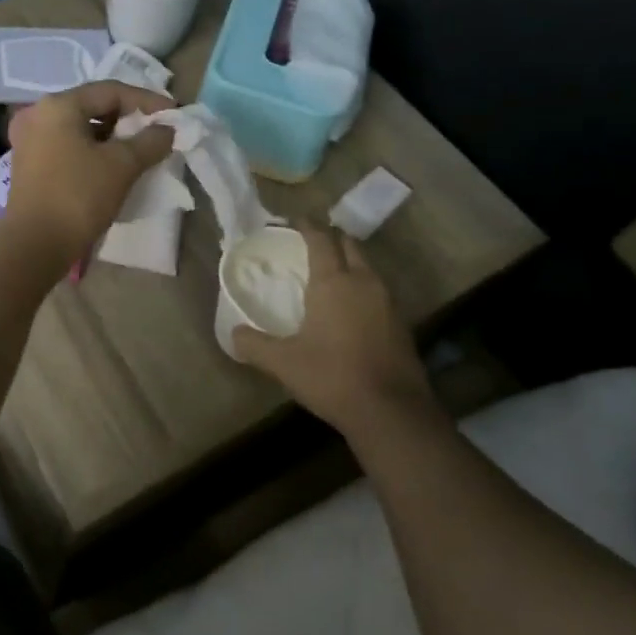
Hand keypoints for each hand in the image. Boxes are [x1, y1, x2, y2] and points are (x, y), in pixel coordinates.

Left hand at [2, 82, 176, 260]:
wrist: (34, 245)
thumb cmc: (78, 196)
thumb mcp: (122, 166)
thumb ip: (149, 141)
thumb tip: (166, 130)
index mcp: (58, 105)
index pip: (110, 91)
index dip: (146, 100)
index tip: (173, 114)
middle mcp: (38, 114)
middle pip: (93, 106)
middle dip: (128, 118)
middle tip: (157, 131)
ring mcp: (29, 140)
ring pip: (80, 128)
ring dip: (111, 136)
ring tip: (140, 149)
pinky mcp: (29, 164)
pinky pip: (68, 145)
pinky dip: (92, 150)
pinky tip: (113, 165)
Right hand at [233, 223, 434, 437]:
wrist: (392, 413)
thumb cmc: (332, 377)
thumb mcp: (283, 363)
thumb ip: (254, 345)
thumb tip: (233, 334)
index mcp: (333, 282)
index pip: (320, 239)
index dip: (306, 226)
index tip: (294, 221)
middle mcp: (364, 282)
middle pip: (350, 245)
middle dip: (331, 239)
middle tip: (312, 244)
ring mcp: (388, 302)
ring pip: (368, 268)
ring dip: (350, 263)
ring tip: (330, 274)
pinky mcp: (402, 324)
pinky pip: (379, 291)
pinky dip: (363, 288)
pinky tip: (351, 308)